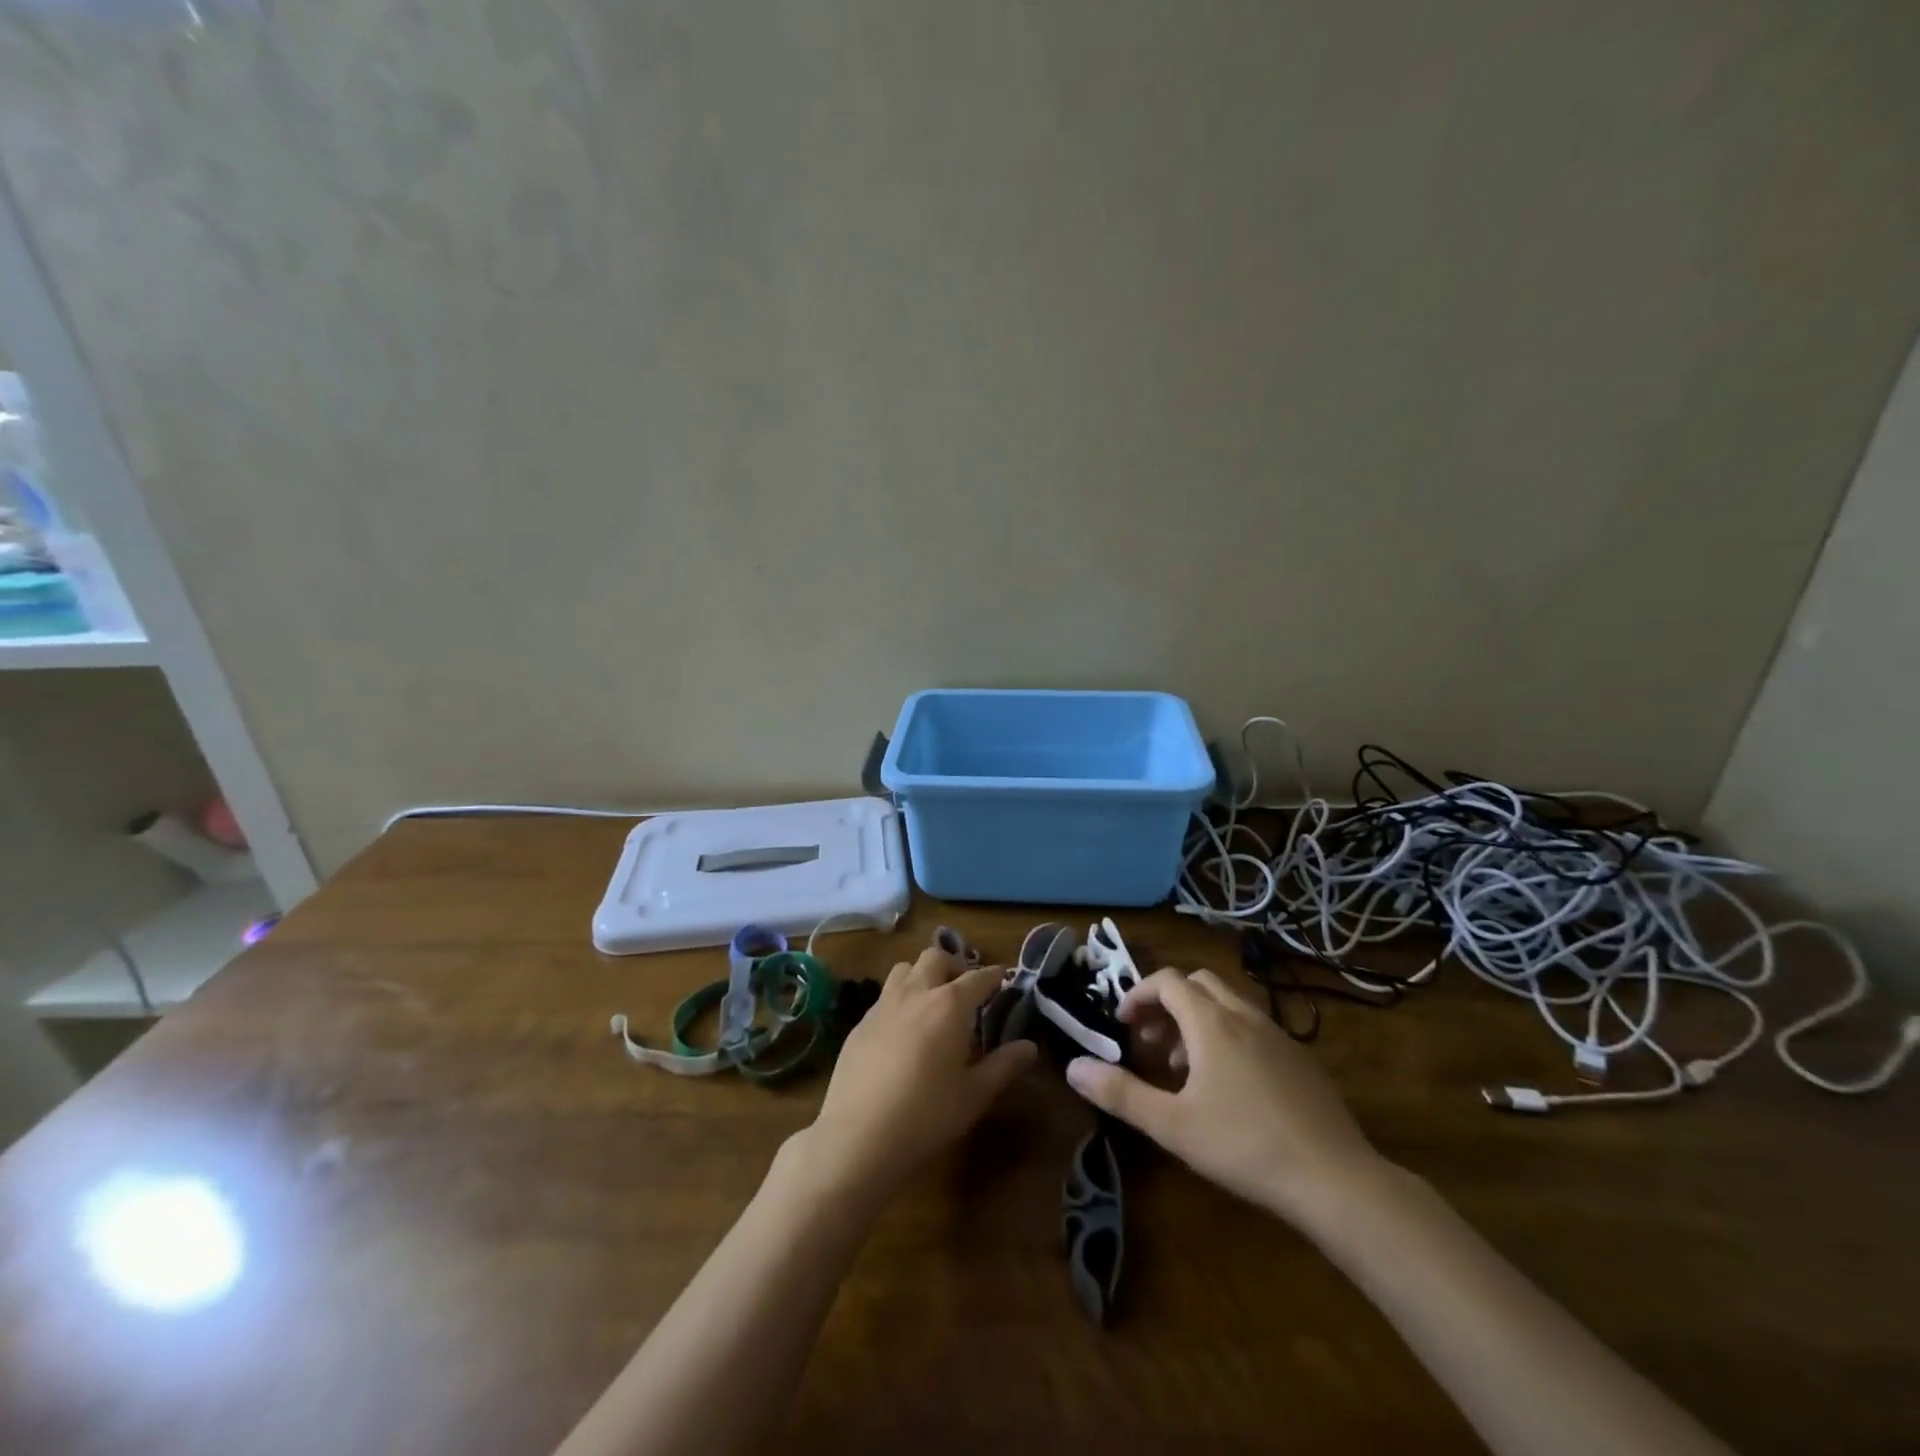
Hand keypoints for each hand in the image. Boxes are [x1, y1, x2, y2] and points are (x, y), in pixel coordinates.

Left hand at [795, 947, 1037, 1208]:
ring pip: (904, 969)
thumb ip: (1004, 1065)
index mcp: (950, 1005)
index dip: (993, 975)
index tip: (1002, 978)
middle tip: (964, 988)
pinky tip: (901, 1030)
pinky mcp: (860, 1023)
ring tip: (931, 1000)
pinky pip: (884, 996)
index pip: (977, 978)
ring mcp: (883, 1005)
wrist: (859, 1135)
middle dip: (954, 965)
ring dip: (922, 975)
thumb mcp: (974, 1094)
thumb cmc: (927, 1114)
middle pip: (935, 957)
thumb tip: (1029, 1046)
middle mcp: (916, 993)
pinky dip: (899, 1000)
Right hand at [1065, 967, 1384, 1227]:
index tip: (1122, 1024)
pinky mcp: (1301, 1059)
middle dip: (1167, 1003)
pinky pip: (1253, 1027)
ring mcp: (1278, 1035)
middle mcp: (1244, 1016)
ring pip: (1228, 1004)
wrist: (1336, 1180)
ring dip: (1197, 1020)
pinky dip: (1228, 1036)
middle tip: (1151, 1041)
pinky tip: (1229, 1087)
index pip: (1167, 981)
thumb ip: (1120, 1093)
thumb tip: (1074, 1068)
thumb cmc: (1244, 1146)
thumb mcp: (1172, 1125)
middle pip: (1198, 984)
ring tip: (1184, 1068)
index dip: (1138, 994)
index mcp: (1211, 1022)